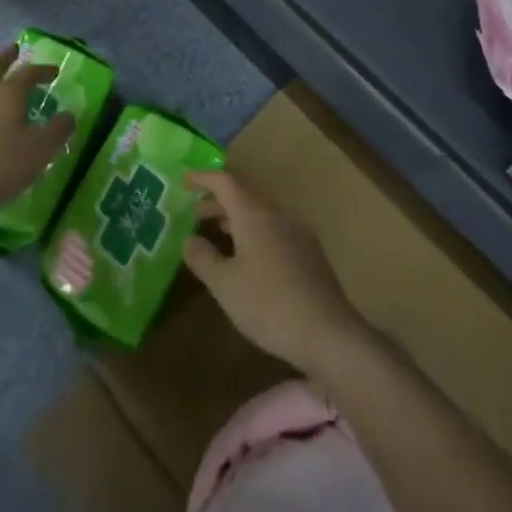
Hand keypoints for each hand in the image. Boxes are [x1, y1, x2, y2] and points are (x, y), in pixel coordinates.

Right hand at [182, 170, 367, 373]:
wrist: (327, 333)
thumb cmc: (267, 303)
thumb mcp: (224, 284)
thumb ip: (203, 258)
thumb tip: (190, 239)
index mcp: (254, 214)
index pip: (225, 182)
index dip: (203, 178)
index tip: (184, 180)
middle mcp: (277, 215)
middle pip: (244, 197)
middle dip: (218, 202)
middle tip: (195, 214)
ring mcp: (298, 233)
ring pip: (261, 215)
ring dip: (236, 219)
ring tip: (218, 234)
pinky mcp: (310, 253)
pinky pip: (275, 231)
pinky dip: (254, 233)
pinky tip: (249, 258)